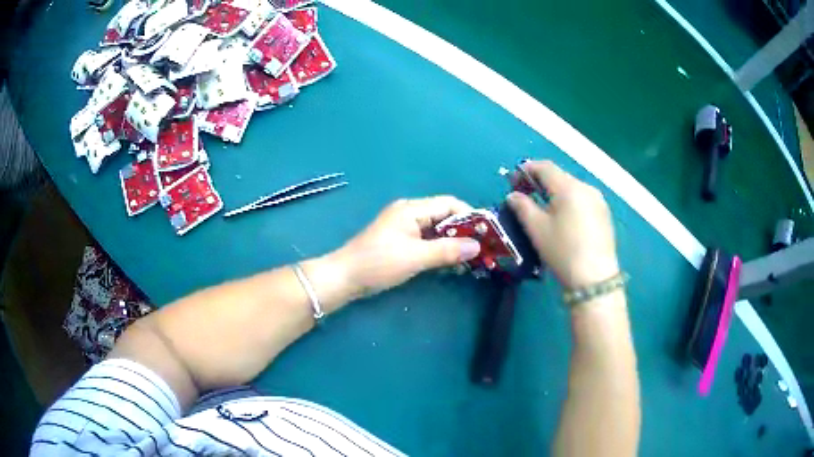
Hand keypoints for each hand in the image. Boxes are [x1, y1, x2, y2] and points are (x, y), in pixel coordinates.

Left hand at [333, 196, 480, 297]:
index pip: (449, 204)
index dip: (470, 216)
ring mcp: (405, 229)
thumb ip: (447, 250)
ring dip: (454, 245)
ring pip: (438, 232)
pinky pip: (428, 243)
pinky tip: (452, 265)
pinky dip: (441, 251)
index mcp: (412, 209)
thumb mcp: (415, 257)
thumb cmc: (378, 263)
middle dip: (465, 233)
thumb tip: (477, 247)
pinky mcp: (401, 243)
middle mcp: (410, 214)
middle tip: (483, 252)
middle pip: (445, 217)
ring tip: (471, 262)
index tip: (487, 234)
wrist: (344, 278)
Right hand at [507, 161, 618, 289]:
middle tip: (525, 195)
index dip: (526, 170)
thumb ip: (522, 206)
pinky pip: (582, 199)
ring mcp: (598, 201)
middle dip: (539, 182)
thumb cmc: (562, 251)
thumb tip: (513, 196)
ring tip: (543, 209)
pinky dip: (568, 202)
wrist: (595, 279)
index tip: (512, 183)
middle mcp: (586, 187)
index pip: (544, 167)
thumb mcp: (537, 229)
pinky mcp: (604, 214)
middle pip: (559, 176)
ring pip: (571, 188)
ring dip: (554, 192)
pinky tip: (563, 219)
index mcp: (569, 187)